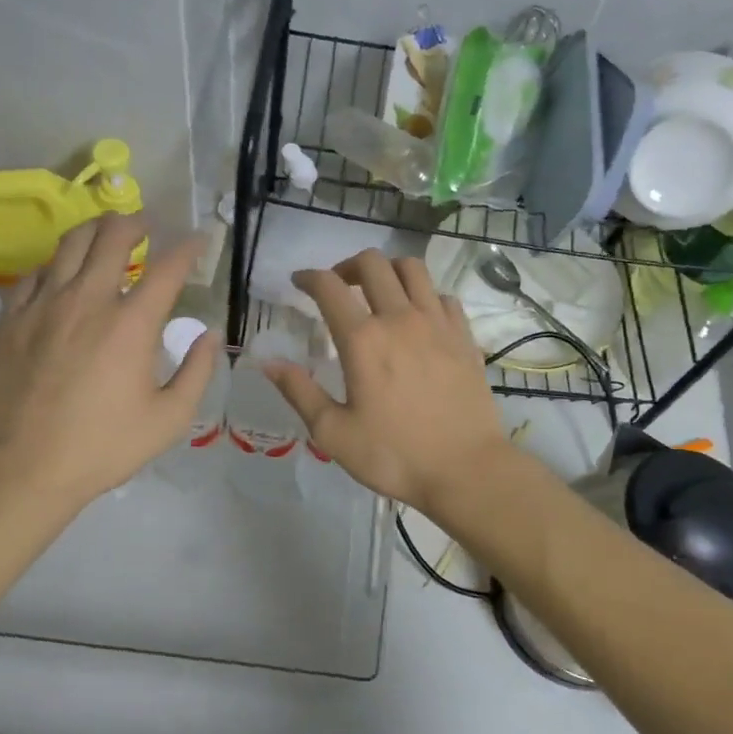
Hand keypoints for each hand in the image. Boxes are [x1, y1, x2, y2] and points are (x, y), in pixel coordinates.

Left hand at [0, 215, 216, 506]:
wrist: (26, 467)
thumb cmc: (105, 446)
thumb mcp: (170, 418)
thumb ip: (197, 371)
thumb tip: (207, 334)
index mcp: (131, 323)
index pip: (167, 267)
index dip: (189, 248)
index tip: (199, 240)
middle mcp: (88, 300)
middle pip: (112, 236)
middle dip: (135, 222)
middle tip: (146, 225)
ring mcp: (44, 304)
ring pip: (70, 244)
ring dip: (95, 231)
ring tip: (106, 234)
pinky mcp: (12, 318)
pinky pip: (35, 272)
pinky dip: (56, 264)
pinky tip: (62, 274)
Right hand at [263, 251, 509, 511]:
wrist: (466, 469)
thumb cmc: (394, 455)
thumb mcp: (333, 433)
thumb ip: (299, 392)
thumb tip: (267, 362)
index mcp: (362, 340)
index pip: (329, 287)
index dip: (308, 277)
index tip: (299, 282)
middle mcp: (400, 319)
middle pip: (373, 263)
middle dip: (347, 266)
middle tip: (338, 286)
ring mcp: (437, 324)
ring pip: (412, 269)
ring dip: (388, 270)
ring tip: (378, 291)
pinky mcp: (464, 336)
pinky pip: (443, 296)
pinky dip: (424, 295)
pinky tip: (418, 317)